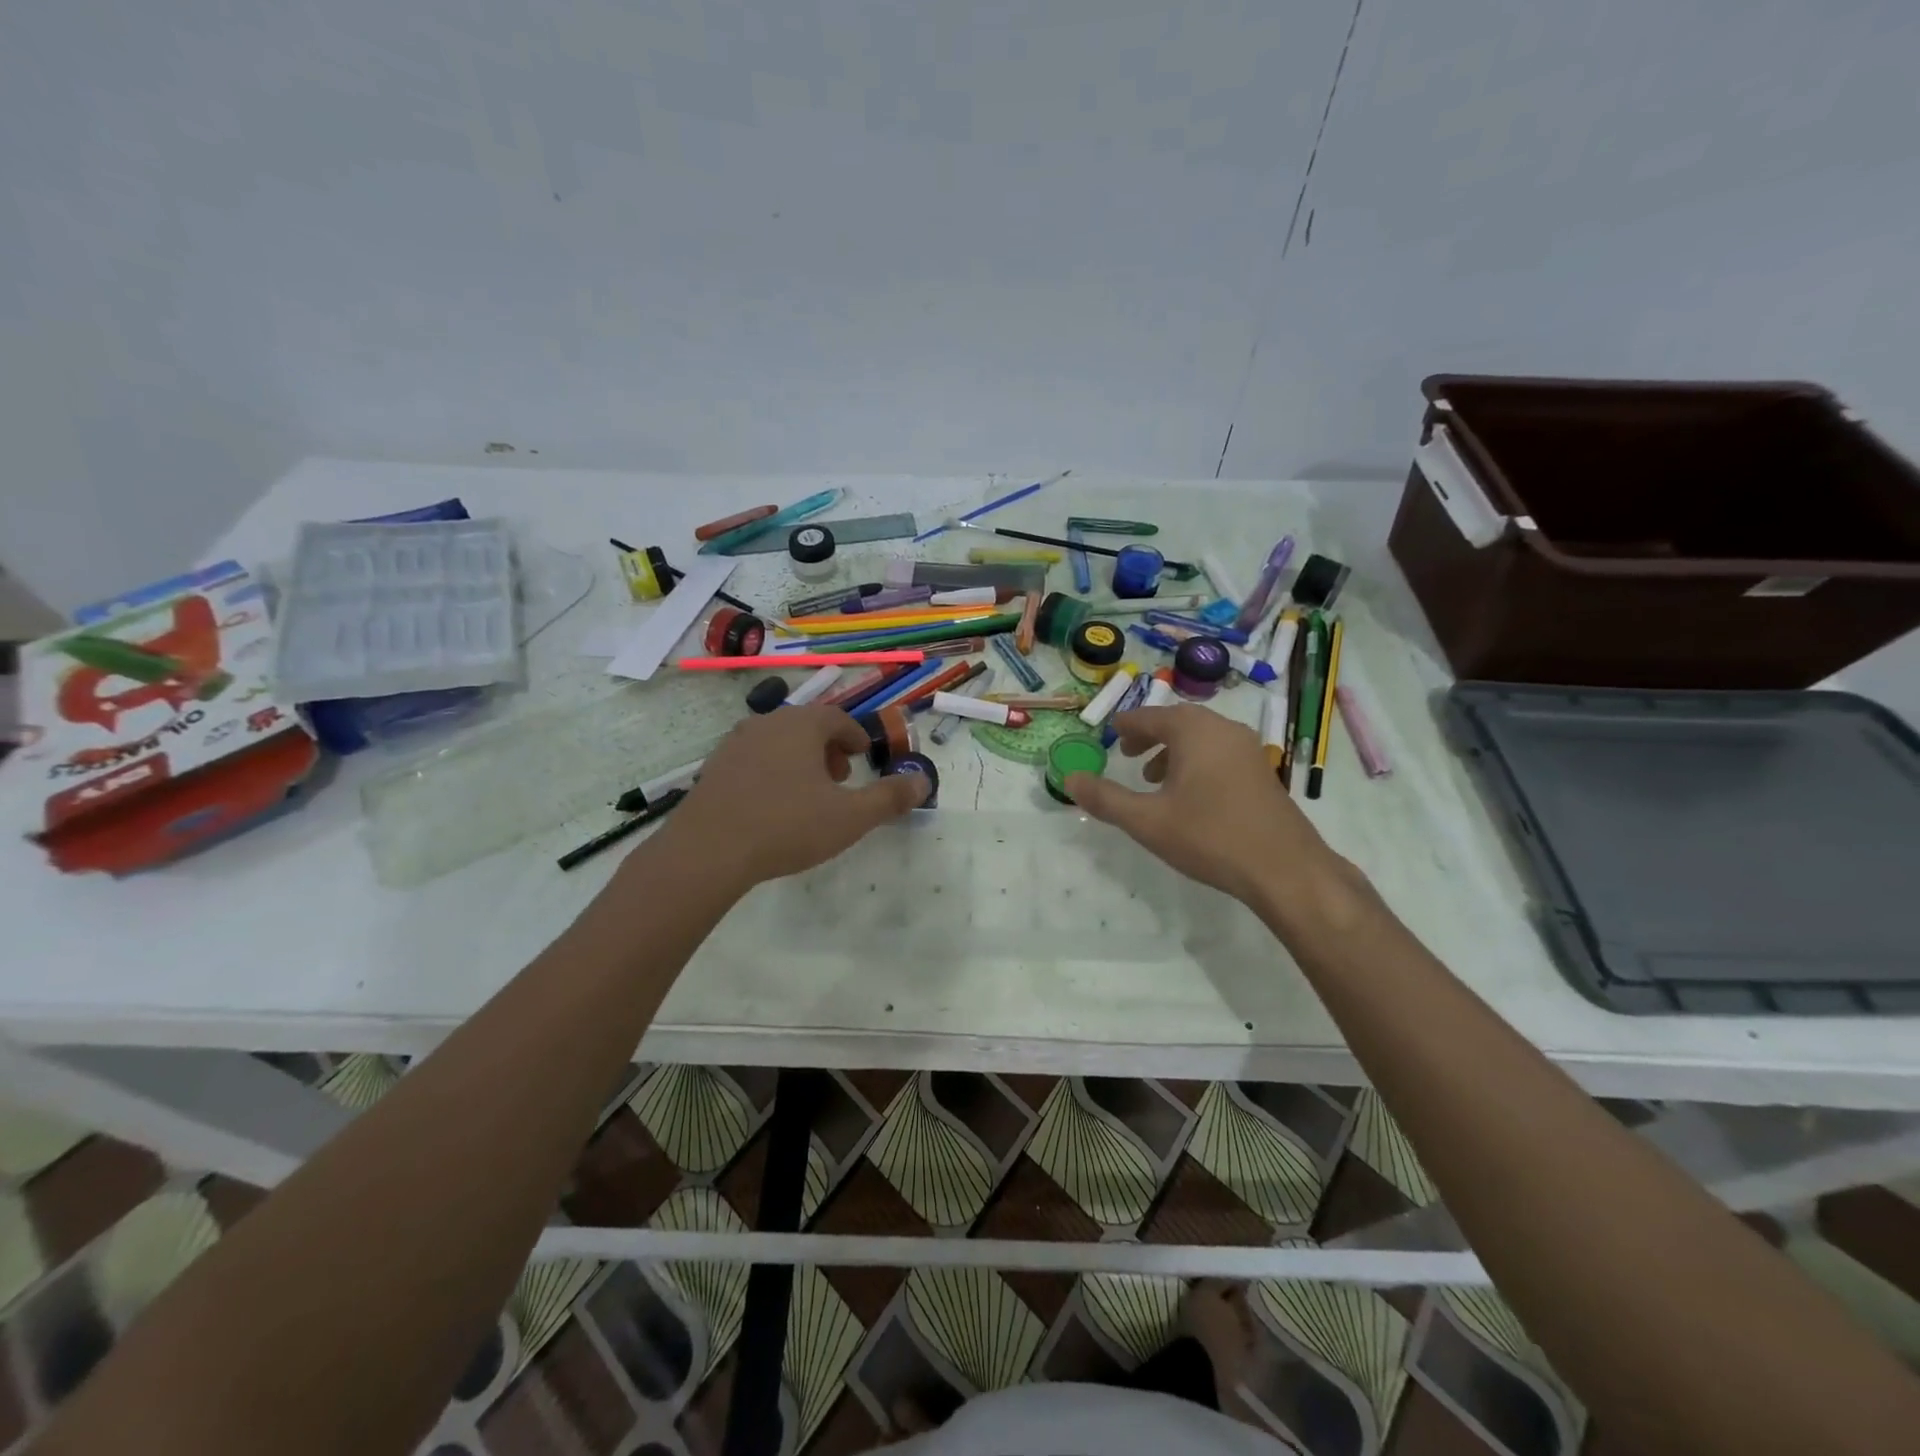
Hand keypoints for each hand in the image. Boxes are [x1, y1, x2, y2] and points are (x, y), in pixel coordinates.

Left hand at [649, 704, 926, 892]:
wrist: (707, 851)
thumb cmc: (786, 826)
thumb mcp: (850, 817)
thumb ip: (890, 797)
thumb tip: (923, 781)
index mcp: (801, 726)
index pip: (836, 717)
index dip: (855, 735)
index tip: (864, 755)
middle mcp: (766, 724)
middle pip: (806, 726)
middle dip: (828, 748)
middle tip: (841, 777)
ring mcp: (734, 745)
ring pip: (777, 742)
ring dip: (799, 760)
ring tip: (809, 794)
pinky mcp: (713, 769)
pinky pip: (753, 760)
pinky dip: (772, 772)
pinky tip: (772, 806)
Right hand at [1065, 705, 1359, 920]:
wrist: (1284, 869)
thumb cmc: (1209, 836)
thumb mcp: (1146, 820)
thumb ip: (1105, 798)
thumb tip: (1069, 779)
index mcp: (1194, 731)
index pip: (1150, 716)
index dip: (1126, 725)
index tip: (1109, 733)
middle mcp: (1223, 730)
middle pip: (1178, 722)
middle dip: (1149, 735)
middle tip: (1126, 754)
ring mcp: (1249, 750)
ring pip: (1202, 738)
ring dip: (1173, 750)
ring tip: (1153, 778)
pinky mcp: (1262, 773)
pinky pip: (1220, 753)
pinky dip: (1197, 762)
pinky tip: (1190, 796)